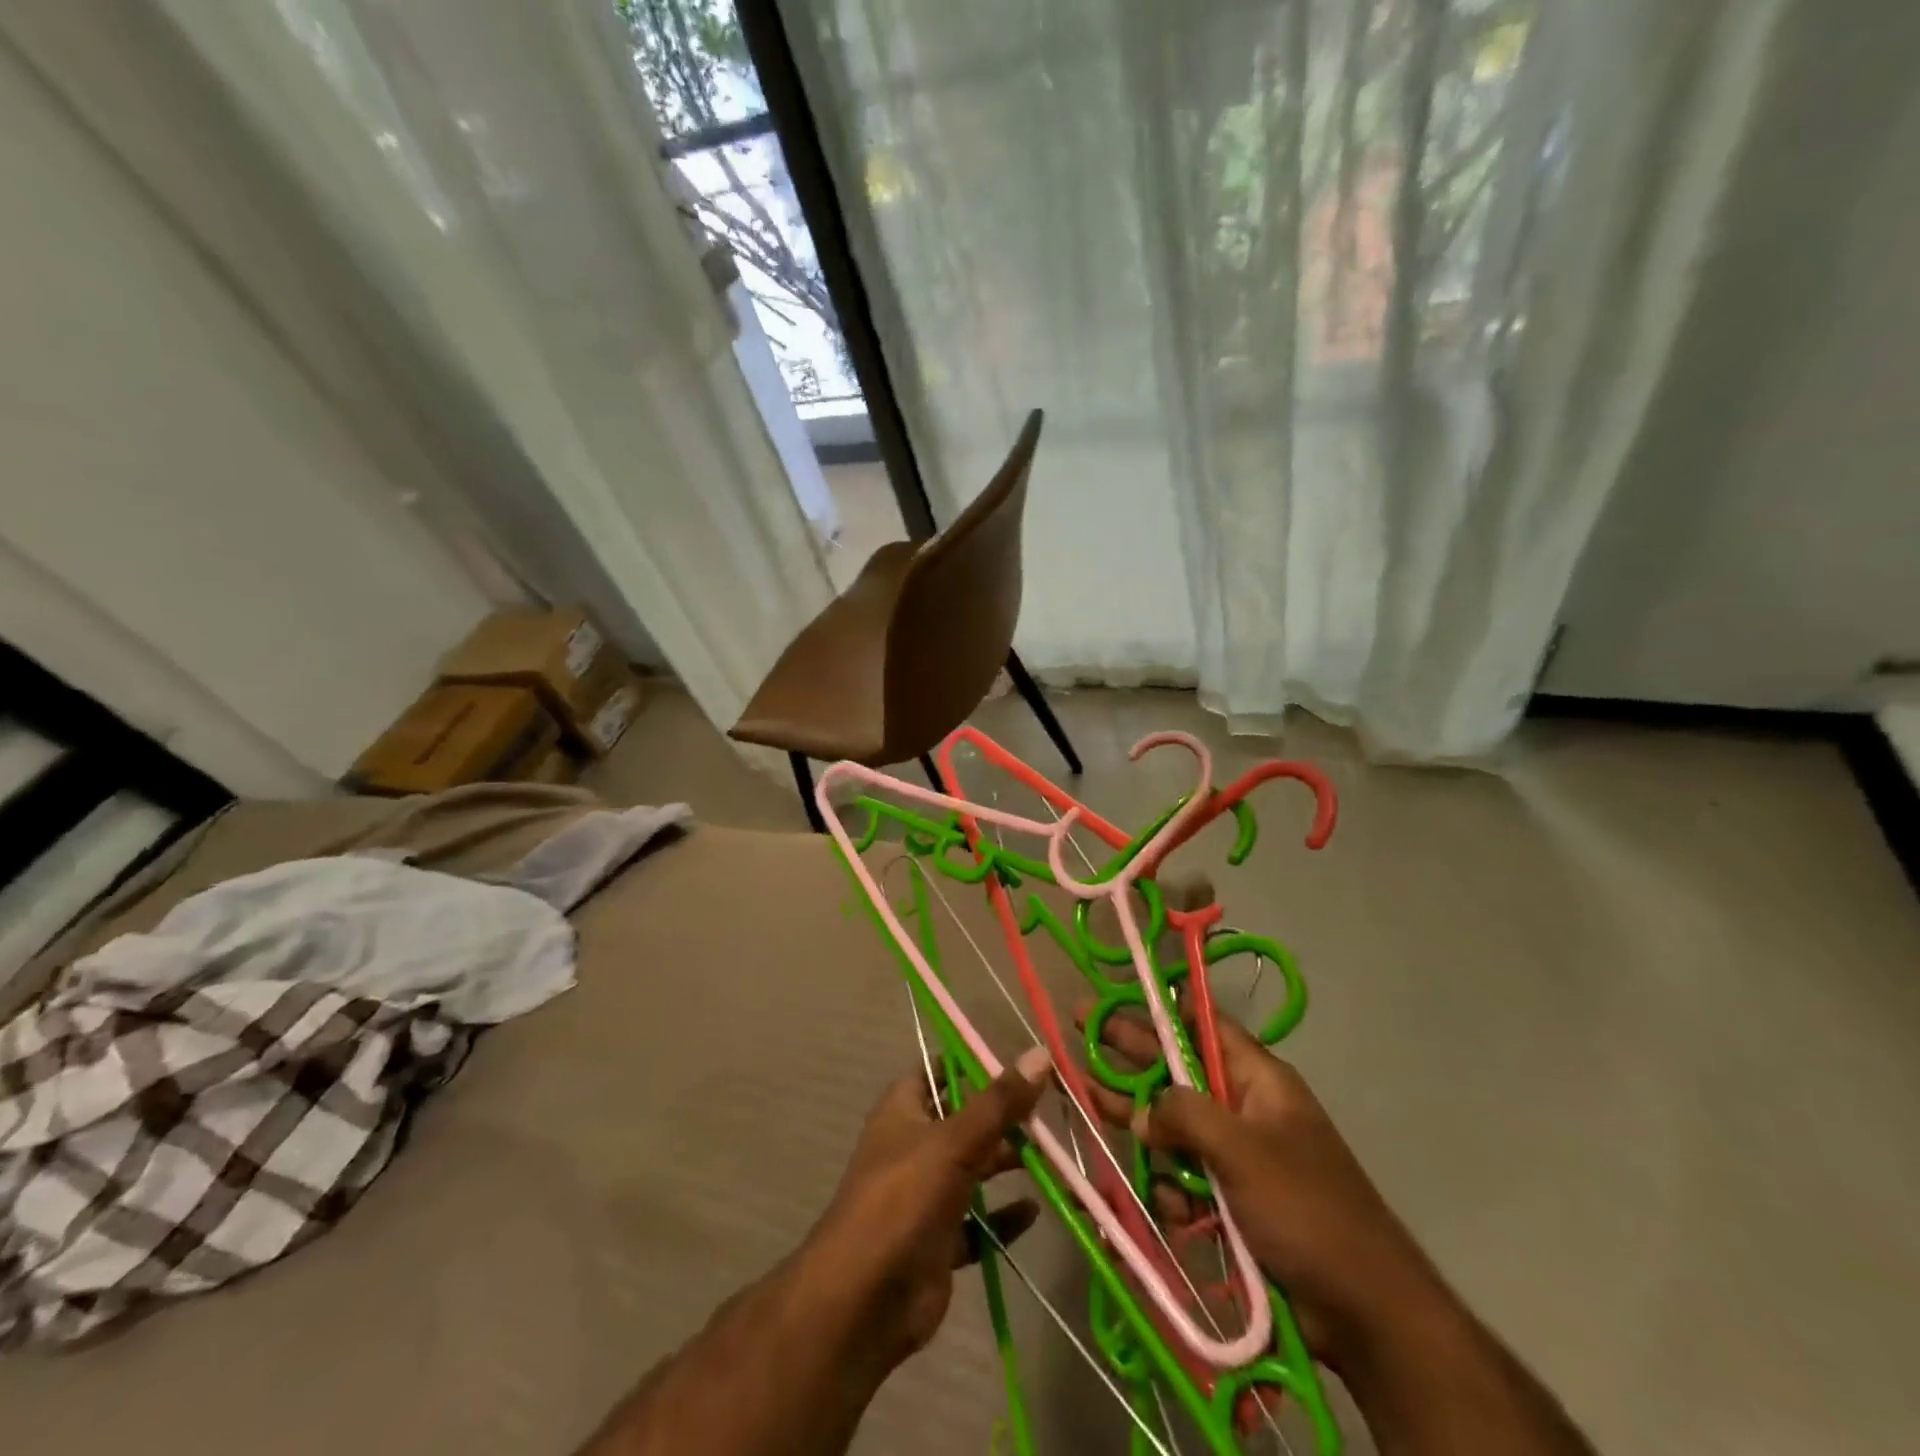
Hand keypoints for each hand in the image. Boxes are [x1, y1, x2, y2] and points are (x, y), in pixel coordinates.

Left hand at [803, 1047, 1051, 1370]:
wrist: (862, 1301)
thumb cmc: (903, 1199)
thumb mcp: (955, 1141)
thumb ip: (999, 1102)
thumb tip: (1040, 1053)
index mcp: (904, 1110)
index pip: (938, 1071)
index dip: (973, 1064)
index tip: (1020, 1063)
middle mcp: (913, 1146)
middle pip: (964, 1121)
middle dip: (1003, 1118)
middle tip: (1050, 1113)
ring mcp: (925, 1195)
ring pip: (974, 1170)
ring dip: (1007, 1164)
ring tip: (1054, 1158)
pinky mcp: (938, 1241)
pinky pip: (978, 1223)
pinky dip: (1003, 1217)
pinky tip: (1034, 1212)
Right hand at [1082, 1008, 1446, 1373]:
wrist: (1365, 1310)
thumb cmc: (1306, 1209)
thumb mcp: (1242, 1149)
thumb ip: (1184, 1116)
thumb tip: (1143, 1113)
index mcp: (1258, 1079)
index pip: (1204, 1024)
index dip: (1161, 1009)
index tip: (1117, 999)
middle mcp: (1245, 1108)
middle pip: (1178, 1070)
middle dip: (1131, 1057)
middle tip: (1082, 1033)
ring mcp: (1239, 1155)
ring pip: (1176, 1127)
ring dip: (1145, 1129)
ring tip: (1094, 1108)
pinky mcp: (1234, 1199)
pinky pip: (1188, 1177)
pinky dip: (1172, 1188)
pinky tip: (1170, 1209)